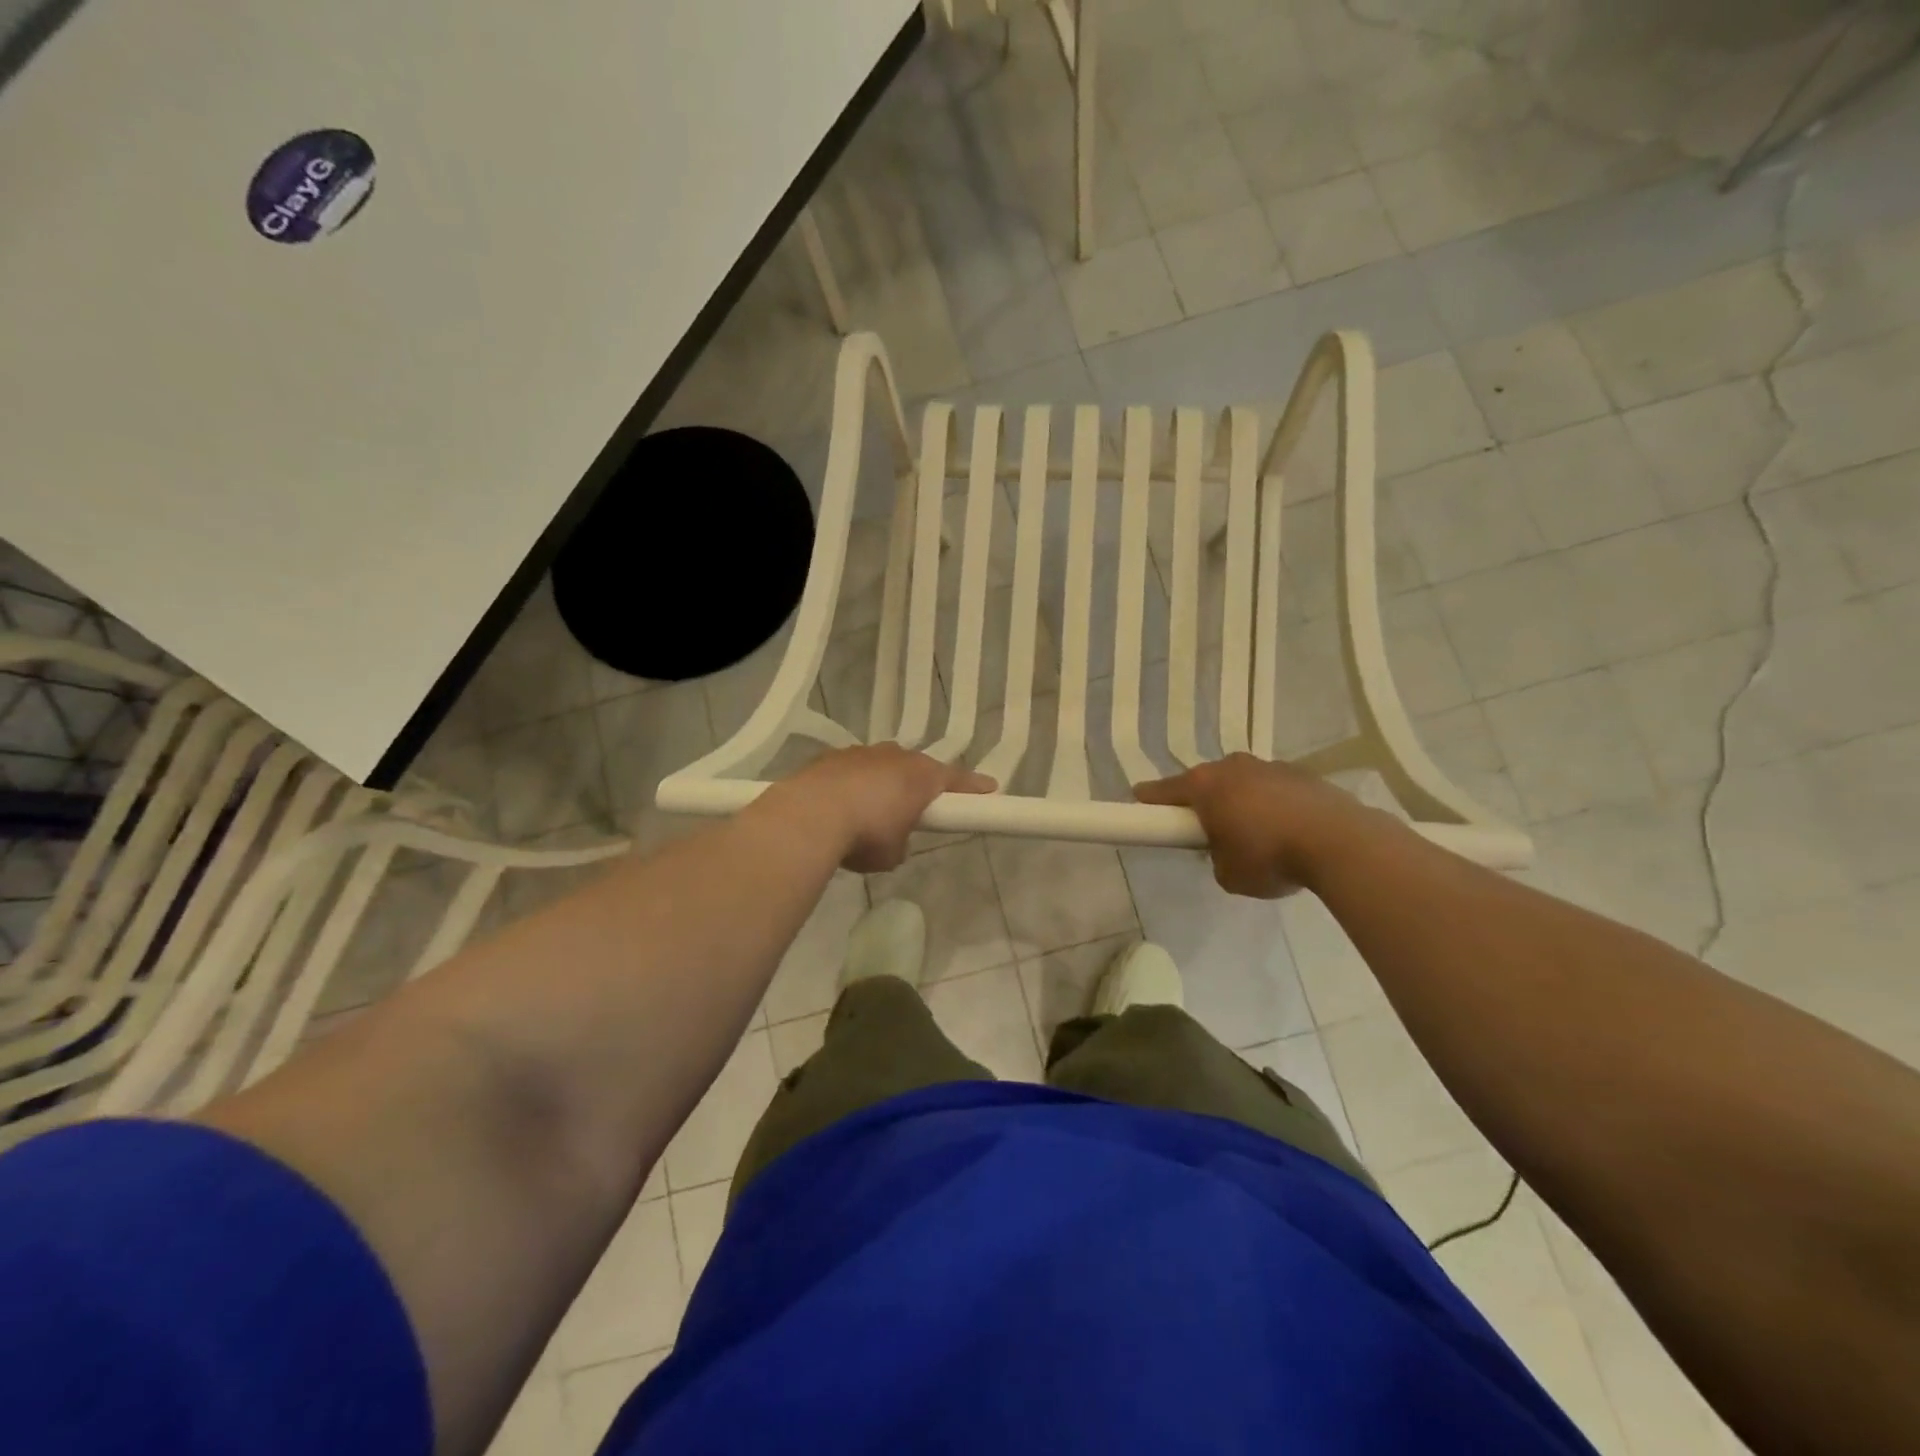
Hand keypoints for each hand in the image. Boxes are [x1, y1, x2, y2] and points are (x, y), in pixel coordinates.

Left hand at [773, 745, 994, 872]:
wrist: (809, 816)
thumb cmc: (865, 835)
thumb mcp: (893, 852)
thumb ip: (902, 840)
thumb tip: (893, 839)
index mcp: (922, 776)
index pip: (957, 779)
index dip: (974, 787)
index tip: (990, 789)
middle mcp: (896, 756)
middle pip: (917, 768)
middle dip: (920, 785)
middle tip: (919, 806)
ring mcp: (862, 752)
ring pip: (883, 765)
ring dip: (883, 783)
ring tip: (871, 810)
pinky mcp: (831, 756)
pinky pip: (853, 770)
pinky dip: (854, 784)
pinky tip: (842, 805)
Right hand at [1134, 753, 1379, 897]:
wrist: (1340, 843)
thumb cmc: (1270, 857)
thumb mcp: (1228, 874)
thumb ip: (1215, 858)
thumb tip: (1226, 851)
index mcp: (1205, 786)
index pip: (1163, 790)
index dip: (1149, 800)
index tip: (1139, 805)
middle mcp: (1232, 767)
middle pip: (1204, 782)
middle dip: (1201, 802)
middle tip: (1205, 830)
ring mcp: (1269, 766)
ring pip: (1241, 782)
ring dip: (1240, 802)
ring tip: (1254, 834)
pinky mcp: (1302, 774)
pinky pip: (1273, 789)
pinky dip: (1271, 805)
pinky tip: (1285, 830)